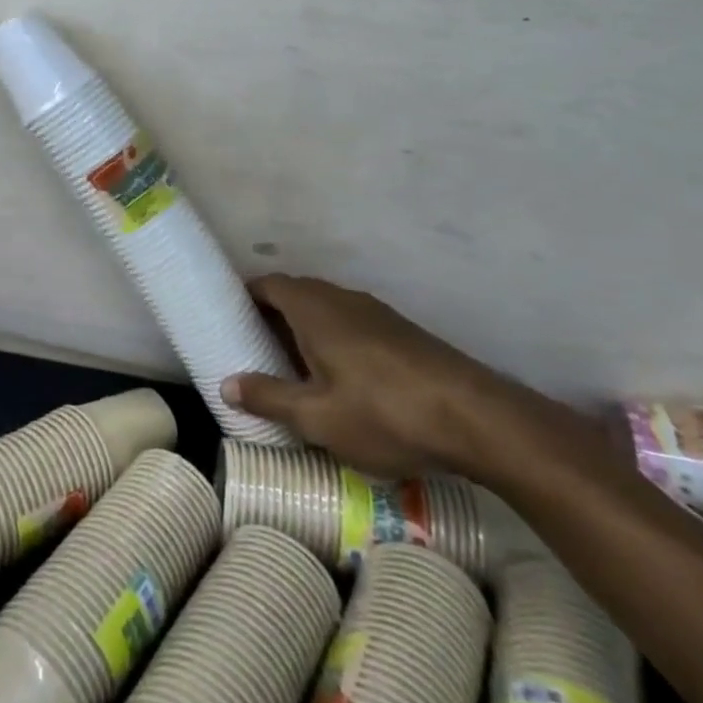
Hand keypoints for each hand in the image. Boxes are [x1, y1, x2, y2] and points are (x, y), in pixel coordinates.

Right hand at [222, 274, 537, 478]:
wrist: (476, 418)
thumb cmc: (383, 412)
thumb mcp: (316, 417)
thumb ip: (268, 397)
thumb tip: (226, 384)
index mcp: (313, 308)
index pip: (268, 284)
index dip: (245, 296)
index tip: (229, 318)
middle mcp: (341, 298)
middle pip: (296, 294)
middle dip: (272, 316)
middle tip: (253, 348)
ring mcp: (376, 312)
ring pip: (326, 309)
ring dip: (305, 329)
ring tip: (292, 367)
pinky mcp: (401, 332)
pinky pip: (352, 323)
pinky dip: (334, 339)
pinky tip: (340, 378)